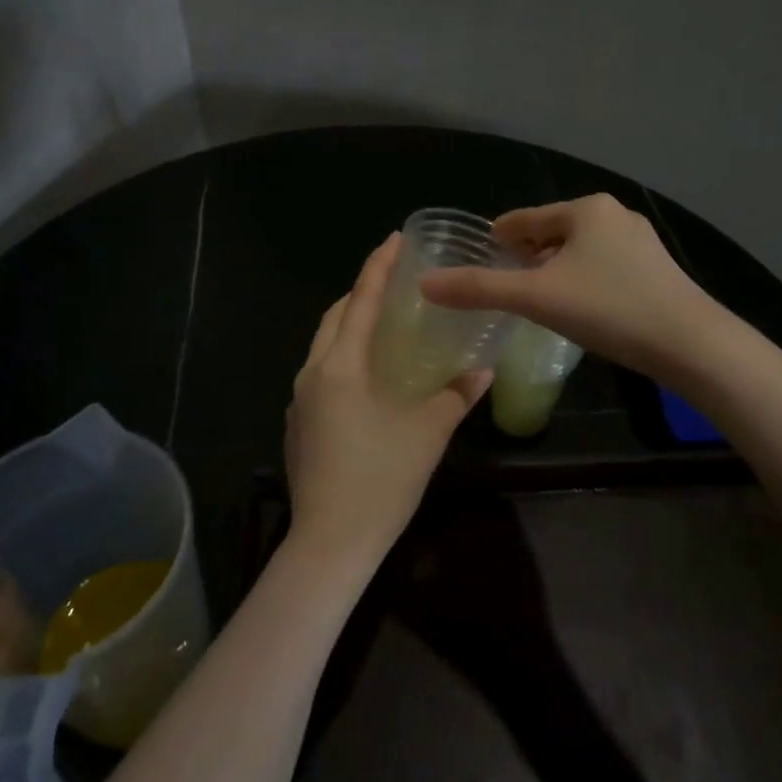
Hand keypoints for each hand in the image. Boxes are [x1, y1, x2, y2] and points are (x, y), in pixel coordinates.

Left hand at [285, 234, 490, 569]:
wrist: (330, 542)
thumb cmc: (380, 479)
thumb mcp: (427, 433)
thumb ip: (456, 395)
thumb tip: (483, 369)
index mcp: (340, 365)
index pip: (360, 301)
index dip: (378, 267)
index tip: (394, 239)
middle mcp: (312, 374)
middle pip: (334, 319)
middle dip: (361, 294)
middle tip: (394, 283)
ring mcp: (300, 401)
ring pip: (324, 347)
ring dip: (349, 328)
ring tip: (384, 326)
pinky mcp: (298, 426)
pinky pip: (321, 375)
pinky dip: (343, 359)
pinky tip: (368, 378)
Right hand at [419, 194, 714, 376]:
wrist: (691, 344)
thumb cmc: (608, 309)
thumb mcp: (535, 298)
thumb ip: (478, 289)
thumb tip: (425, 283)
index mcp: (585, 209)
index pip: (525, 218)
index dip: (498, 236)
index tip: (479, 253)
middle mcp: (614, 215)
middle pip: (552, 231)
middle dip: (526, 253)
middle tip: (503, 281)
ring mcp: (640, 242)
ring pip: (579, 249)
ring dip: (553, 267)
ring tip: (535, 295)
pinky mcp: (656, 269)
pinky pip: (602, 265)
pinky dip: (580, 278)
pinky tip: (577, 305)